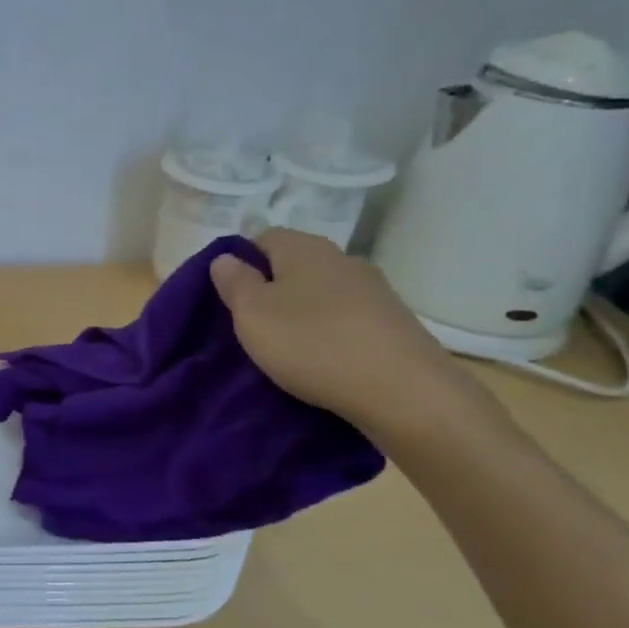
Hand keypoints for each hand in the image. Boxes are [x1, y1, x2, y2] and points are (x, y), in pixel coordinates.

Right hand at [209, 229, 490, 440]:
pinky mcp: (394, 322)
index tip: (230, 297)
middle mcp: (342, 258)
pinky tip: (326, 359)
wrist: (402, 390)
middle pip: (296, 265)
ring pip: (324, 292)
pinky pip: (349, 318)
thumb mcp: (253, 314)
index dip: (242, 262)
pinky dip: (332, 332)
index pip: (263, 237)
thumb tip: (226, 258)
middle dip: (274, 289)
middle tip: (255, 325)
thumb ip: (234, 283)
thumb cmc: (312, 344)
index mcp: (304, 248)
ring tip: (289, 347)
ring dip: (305, 312)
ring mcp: (374, 289)